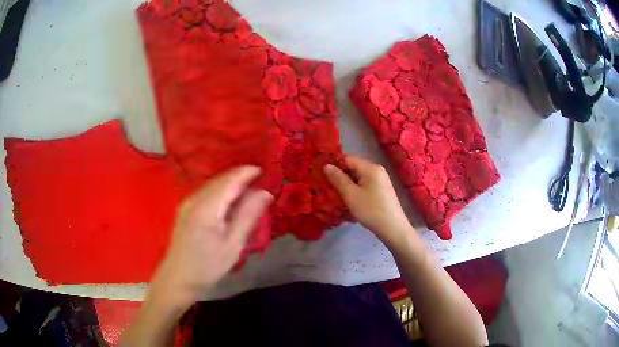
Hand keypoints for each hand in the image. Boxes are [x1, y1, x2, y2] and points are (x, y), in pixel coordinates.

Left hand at [152, 166, 272, 305]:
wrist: (178, 278)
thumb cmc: (207, 266)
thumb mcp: (232, 245)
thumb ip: (247, 216)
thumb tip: (265, 193)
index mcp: (206, 207)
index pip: (229, 180)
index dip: (246, 172)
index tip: (264, 170)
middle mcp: (194, 199)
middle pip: (220, 180)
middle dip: (240, 177)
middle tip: (261, 181)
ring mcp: (187, 203)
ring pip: (212, 185)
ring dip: (231, 184)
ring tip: (249, 190)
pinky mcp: (185, 209)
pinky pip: (206, 192)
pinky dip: (221, 192)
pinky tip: (230, 201)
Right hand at [324, 156, 413, 246]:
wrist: (393, 228)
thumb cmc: (371, 211)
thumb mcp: (351, 195)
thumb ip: (338, 179)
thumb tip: (326, 165)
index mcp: (370, 167)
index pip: (347, 159)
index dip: (334, 166)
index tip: (322, 176)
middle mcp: (377, 170)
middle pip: (353, 168)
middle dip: (340, 177)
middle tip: (326, 188)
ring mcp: (381, 181)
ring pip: (358, 178)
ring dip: (347, 186)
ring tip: (335, 196)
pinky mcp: (381, 191)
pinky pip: (364, 186)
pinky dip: (355, 191)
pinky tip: (349, 201)